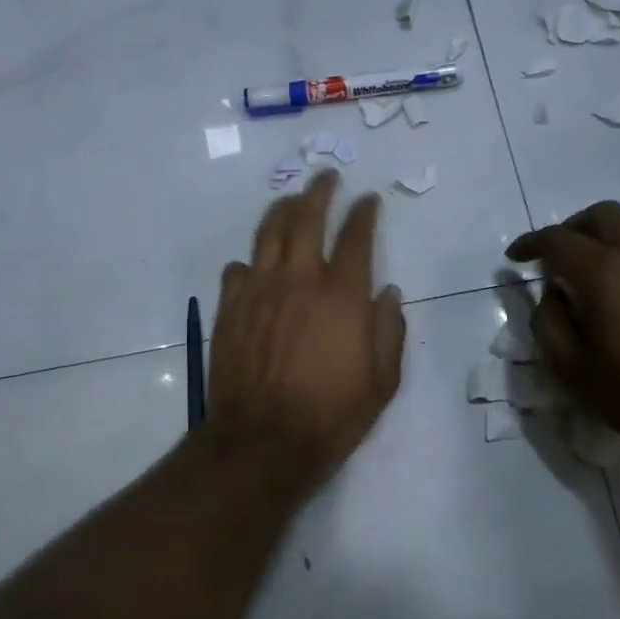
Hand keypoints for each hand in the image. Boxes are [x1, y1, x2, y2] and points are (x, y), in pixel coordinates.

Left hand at [208, 170, 405, 484]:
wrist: (263, 440)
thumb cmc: (331, 416)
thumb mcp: (382, 382)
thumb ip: (389, 331)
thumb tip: (389, 293)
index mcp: (342, 295)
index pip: (356, 237)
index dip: (364, 213)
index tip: (369, 199)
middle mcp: (299, 280)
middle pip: (307, 219)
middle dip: (319, 192)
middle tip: (326, 177)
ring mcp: (259, 290)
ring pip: (267, 233)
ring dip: (281, 210)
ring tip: (290, 201)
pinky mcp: (230, 308)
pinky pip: (238, 270)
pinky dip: (250, 261)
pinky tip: (255, 265)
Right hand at [506, 201, 619, 461]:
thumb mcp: (576, 372)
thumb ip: (550, 324)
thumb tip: (550, 295)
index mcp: (606, 272)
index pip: (557, 240)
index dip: (530, 243)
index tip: (516, 256)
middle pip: (602, 215)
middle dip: (573, 229)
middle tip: (560, 256)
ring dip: (612, 238)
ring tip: (604, 272)